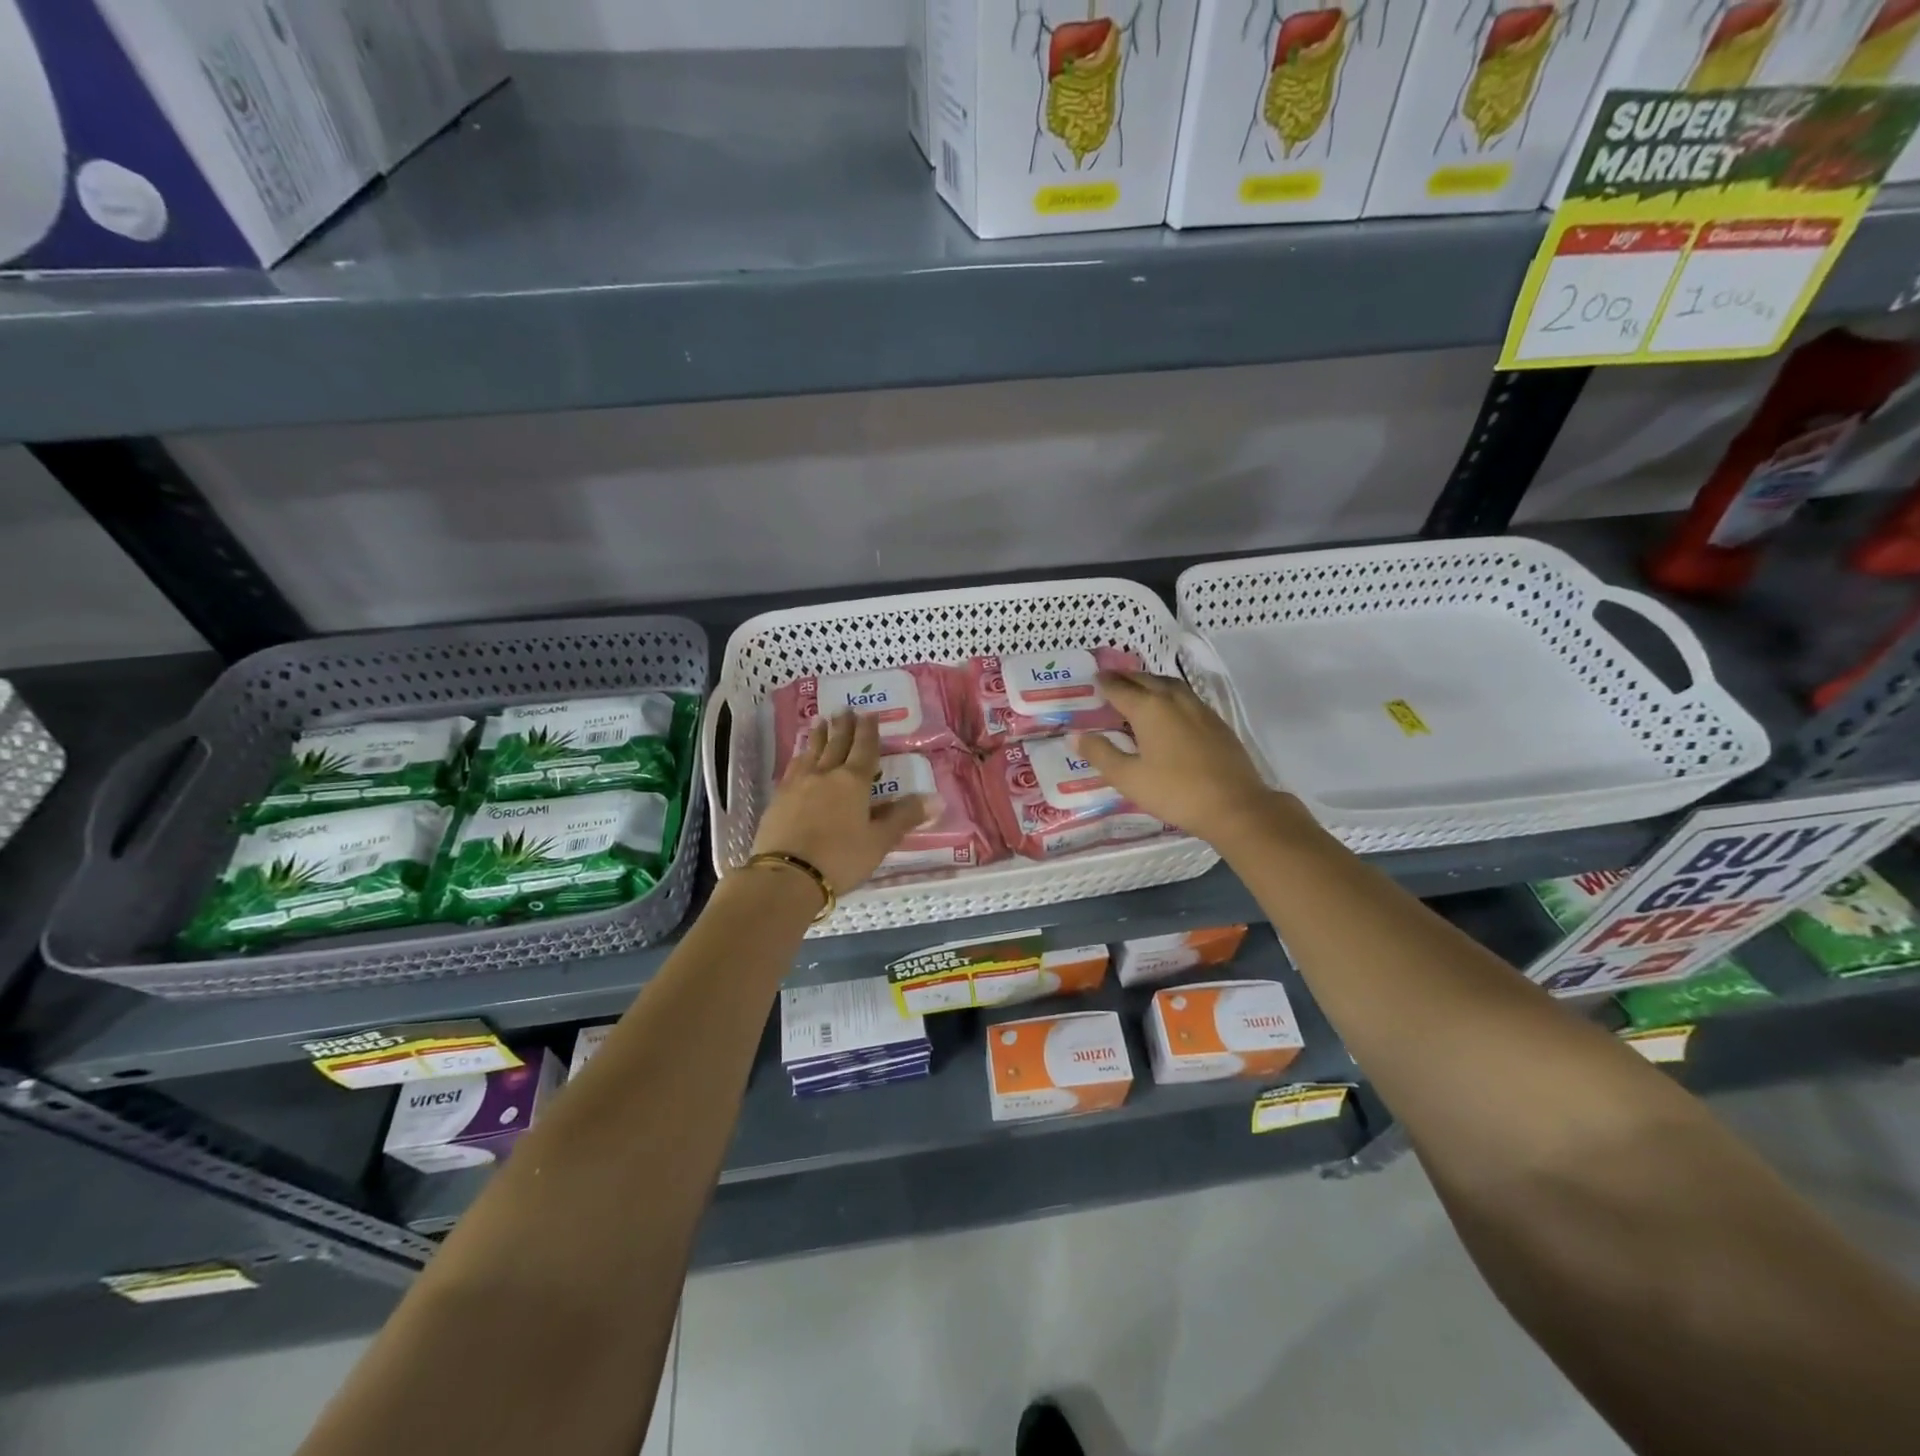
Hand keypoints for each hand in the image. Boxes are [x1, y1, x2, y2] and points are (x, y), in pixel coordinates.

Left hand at [749, 712, 925, 894]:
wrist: (786, 875)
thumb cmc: (840, 858)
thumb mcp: (879, 841)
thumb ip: (904, 817)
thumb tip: (937, 799)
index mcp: (854, 782)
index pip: (864, 750)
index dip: (869, 731)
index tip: (869, 713)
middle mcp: (826, 775)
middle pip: (836, 744)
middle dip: (843, 727)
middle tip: (844, 708)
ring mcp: (798, 785)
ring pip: (811, 752)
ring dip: (817, 736)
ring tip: (819, 721)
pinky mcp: (778, 799)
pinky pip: (792, 768)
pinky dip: (799, 756)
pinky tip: (798, 757)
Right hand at [1073, 671, 1311, 844]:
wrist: (1235, 806)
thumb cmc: (1175, 792)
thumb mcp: (1128, 778)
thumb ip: (1101, 754)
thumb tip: (1076, 735)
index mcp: (1149, 709)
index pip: (1120, 688)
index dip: (1103, 683)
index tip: (1093, 679)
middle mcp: (1174, 700)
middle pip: (1145, 680)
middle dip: (1126, 678)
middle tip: (1111, 680)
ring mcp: (1199, 709)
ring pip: (1169, 685)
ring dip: (1150, 682)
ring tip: (1138, 689)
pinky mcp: (1216, 722)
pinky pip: (1186, 697)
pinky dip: (1169, 695)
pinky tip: (1169, 710)